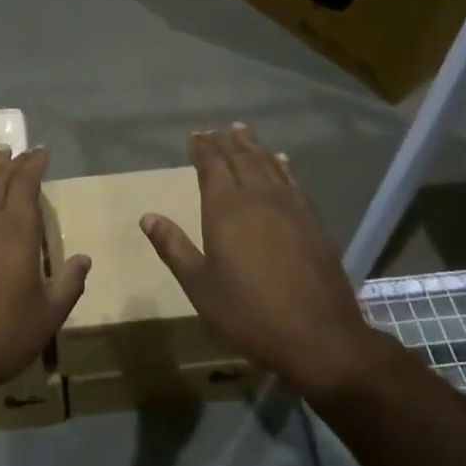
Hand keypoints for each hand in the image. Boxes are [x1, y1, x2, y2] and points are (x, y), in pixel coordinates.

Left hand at [0, 146, 89, 398]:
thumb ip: (69, 283)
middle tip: (23, 150)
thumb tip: (83, 259)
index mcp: (17, 231)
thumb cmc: (6, 334)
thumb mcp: (50, 313)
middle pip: (0, 180)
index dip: (34, 164)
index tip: (42, 151)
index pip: (26, 184)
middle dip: (13, 162)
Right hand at [140, 124, 378, 397]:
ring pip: (269, 164)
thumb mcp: (199, 285)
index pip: (212, 165)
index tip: (195, 135)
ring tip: (243, 132)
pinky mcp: (313, 221)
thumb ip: (173, 247)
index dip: (203, 147)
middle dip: (226, 142)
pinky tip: (282, 161)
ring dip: (254, 146)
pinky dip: (283, 166)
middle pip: (241, 158)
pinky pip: (293, 181)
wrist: (318, 336)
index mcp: (226, 208)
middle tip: (217, 129)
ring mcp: (290, 207)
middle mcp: (258, 197)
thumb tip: (147, 217)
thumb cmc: (248, 312)